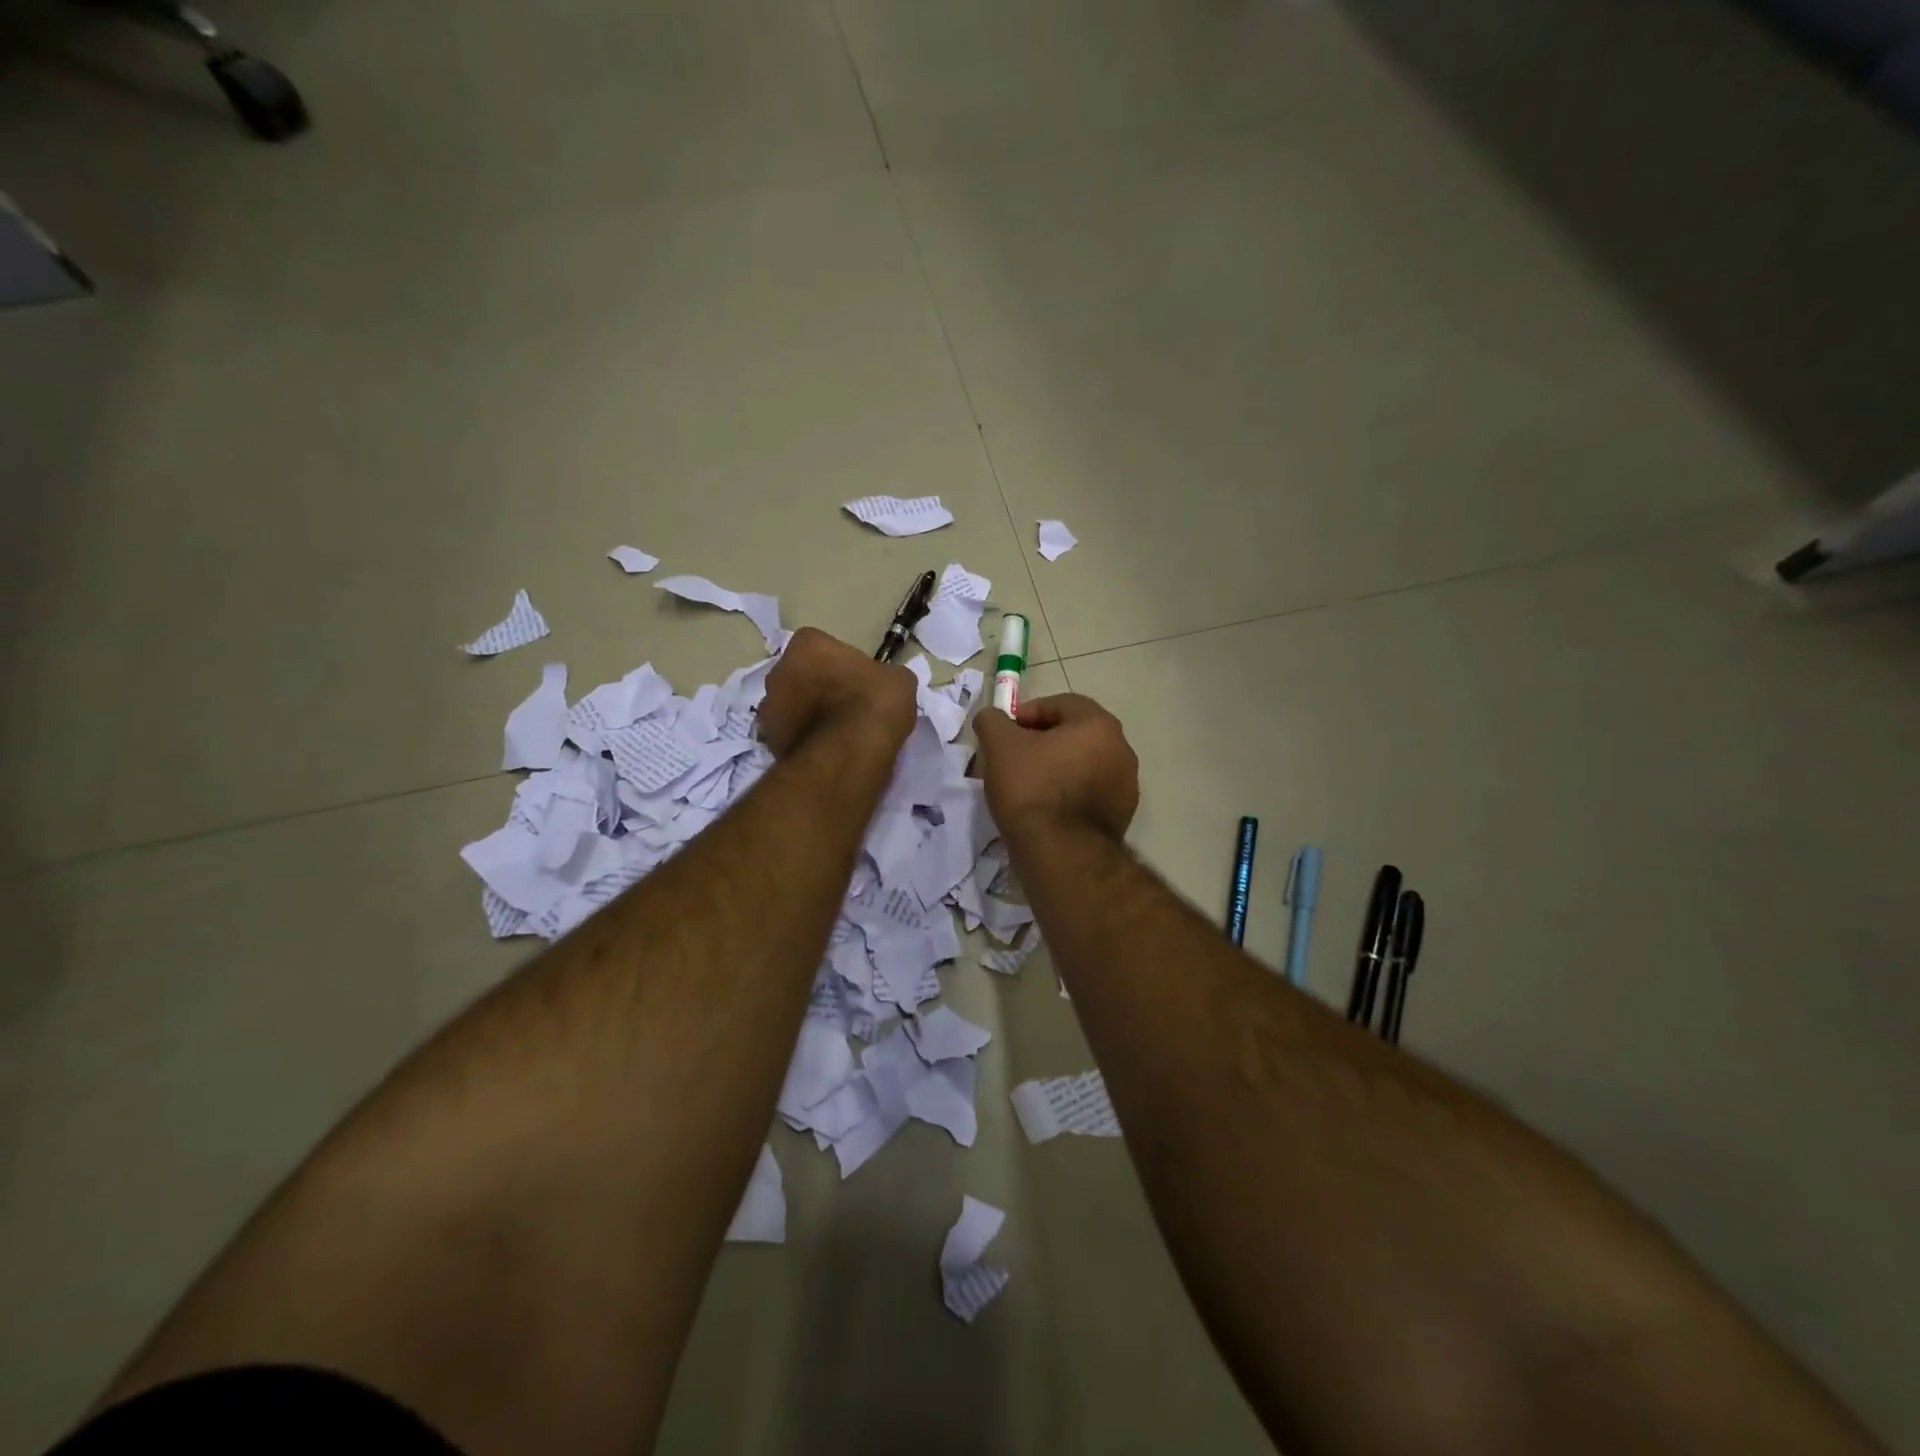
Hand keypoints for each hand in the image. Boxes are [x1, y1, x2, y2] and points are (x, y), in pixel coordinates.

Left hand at [758, 627, 916, 758]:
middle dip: (817, 686)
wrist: (849, 754)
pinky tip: (826, 751)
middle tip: (845, 704)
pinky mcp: (769, 741)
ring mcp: (768, 708)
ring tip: (836, 733)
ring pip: (790, 705)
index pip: (821, 645)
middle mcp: (779, 670)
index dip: (839, 662)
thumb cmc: (872, 704)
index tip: (856, 680)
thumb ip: (884, 676)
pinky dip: (803, 739)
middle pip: (799, 673)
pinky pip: (789, 734)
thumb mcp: (898, 680)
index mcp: (807, 645)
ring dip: (806, 713)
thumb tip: (883, 684)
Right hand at [973, 694, 1139, 841]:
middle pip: (1075, 735)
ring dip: (1057, 768)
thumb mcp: (999, 745)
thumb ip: (992, 721)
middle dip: (1043, 742)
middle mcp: (1121, 750)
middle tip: (1013, 759)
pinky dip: (1068, 794)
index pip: (1060, 704)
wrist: (1060, 853)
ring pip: (1083, 765)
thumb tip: (993, 718)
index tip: (1005, 734)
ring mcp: (1126, 786)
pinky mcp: (1121, 816)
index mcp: (1099, 725)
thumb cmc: (1032, 788)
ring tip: (1027, 787)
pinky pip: (1090, 793)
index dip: (1028, 713)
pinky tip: (1045, 810)